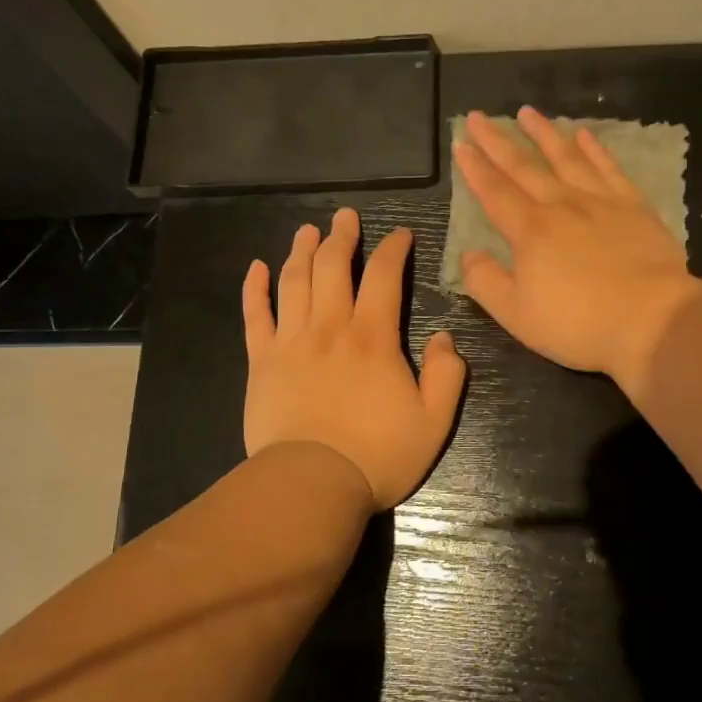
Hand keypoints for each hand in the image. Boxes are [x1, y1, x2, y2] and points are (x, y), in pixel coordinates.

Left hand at [243, 208, 466, 510]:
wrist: (311, 485)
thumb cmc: (377, 455)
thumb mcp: (434, 421)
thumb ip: (447, 375)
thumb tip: (444, 337)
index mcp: (373, 337)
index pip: (384, 276)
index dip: (393, 249)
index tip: (401, 234)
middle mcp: (330, 327)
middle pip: (333, 266)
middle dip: (342, 236)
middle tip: (346, 215)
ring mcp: (291, 341)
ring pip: (294, 282)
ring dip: (301, 250)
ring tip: (307, 230)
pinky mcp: (261, 361)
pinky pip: (255, 315)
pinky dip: (254, 288)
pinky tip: (257, 267)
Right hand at [454, 107, 701, 394]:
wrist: (652, 320)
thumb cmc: (578, 323)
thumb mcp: (517, 314)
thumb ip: (486, 281)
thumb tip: (469, 254)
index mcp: (530, 231)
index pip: (494, 192)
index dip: (475, 168)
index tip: (461, 144)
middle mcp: (561, 205)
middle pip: (524, 166)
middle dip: (498, 141)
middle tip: (478, 116)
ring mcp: (600, 202)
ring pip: (566, 157)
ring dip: (544, 133)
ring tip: (527, 112)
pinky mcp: (634, 207)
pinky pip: (608, 169)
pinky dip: (594, 149)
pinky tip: (584, 135)